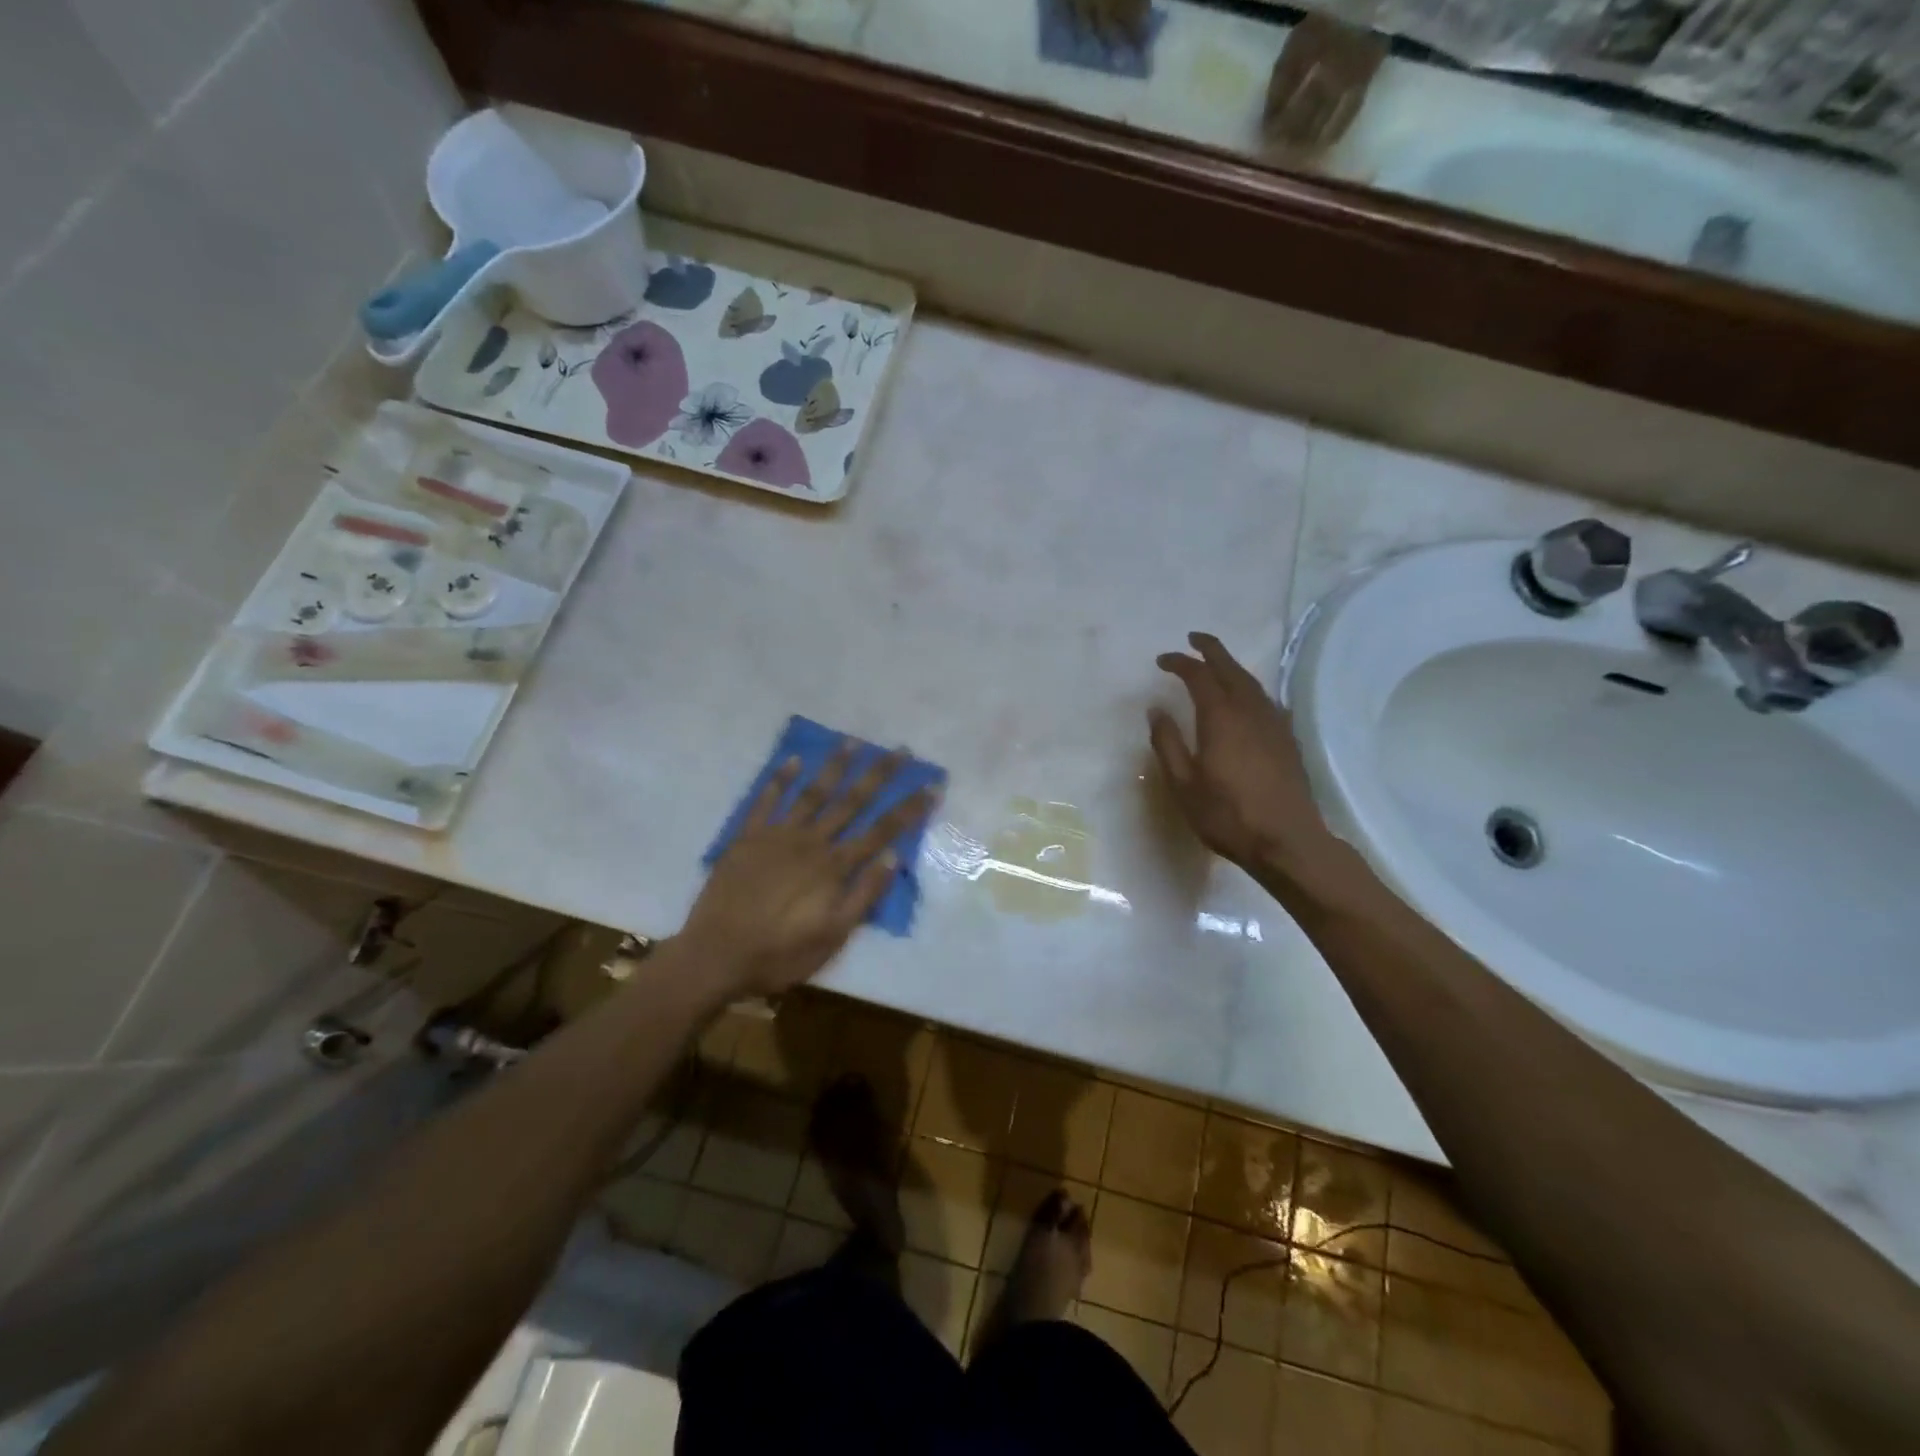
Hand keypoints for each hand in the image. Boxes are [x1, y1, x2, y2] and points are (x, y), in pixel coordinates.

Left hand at [679, 741, 938, 998]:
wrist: (715, 956)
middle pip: (852, 802)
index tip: (931, 785)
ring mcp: (777, 836)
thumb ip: (864, 895)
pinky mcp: (747, 838)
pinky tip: (793, 760)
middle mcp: (811, 842)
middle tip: (901, 749)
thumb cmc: (779, 954)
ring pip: (813, 793)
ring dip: (835, 766)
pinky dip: (780, 780)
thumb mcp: (833, 936)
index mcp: (834, 867)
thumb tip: (894, 856)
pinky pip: (766, 801)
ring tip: (853, 741)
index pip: (881, 831)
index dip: (909, 809)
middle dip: (879, 775)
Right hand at [1148, 632, 1332, 880]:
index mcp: (1221, 718)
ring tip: (1217, 664)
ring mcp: (1274, 724)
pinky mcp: (1288, 740)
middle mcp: (1250, 711)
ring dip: (1232, 667)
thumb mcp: (1183, 784)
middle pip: (1231, 669)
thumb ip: (1168, 743)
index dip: (1180, 662)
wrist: (1288, 841)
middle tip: (1194, 638)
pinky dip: (1249, 689)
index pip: (1199, 676)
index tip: (1162, 660)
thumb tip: (1156, 710)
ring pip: (1252, 683)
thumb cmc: (1227, 815)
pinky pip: (1266, 700)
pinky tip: (1246, 700)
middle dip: (1212, 650)